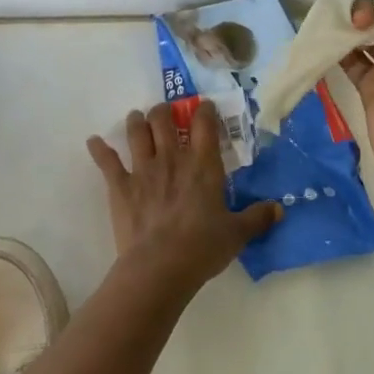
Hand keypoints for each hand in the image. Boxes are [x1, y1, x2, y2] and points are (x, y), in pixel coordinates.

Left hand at [86, 101, 281, 296]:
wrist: (160, 267)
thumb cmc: (202, 247)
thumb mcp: (237, 234)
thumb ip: (258, 217)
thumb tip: (280, 208)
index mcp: (202, 165)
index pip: (204, 124)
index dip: (204, 110)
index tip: (203, 106)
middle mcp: (172, 158)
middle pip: (164, 119)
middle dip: (164, 111)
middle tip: (165, 113)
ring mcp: (143, 169)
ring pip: (136, 132)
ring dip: (136, 121)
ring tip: (136, 117)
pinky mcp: (120, 186)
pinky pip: (107, 161)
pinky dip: (99, 149)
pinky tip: (93, 141)